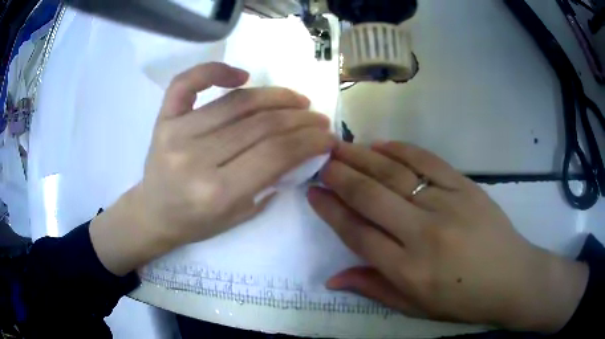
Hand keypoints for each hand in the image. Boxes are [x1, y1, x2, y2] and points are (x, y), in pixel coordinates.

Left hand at [91, 62, 335, 275]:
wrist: (153, 213)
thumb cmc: (196, 222)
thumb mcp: (240, 216)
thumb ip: (271, 181)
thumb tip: (300, 148)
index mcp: (217, 192)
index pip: (275, 154)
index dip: (309, 140)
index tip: (327, 136)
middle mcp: (196, 158)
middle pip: (261, 125)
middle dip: (300, 119)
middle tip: (318, 118)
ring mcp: (176, 133)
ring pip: (237, 102)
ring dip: (275, 96)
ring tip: (297, 100)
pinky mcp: (163, 119)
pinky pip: (188, 82)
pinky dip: (215, 70)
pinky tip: (242, 75)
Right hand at [308, 141, 587, 332]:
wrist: (512, 278)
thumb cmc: (463, 300)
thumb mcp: (415, 307)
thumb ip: (373, 289)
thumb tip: (332, 278)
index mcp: (408, 270)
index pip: (357, 233)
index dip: (330, 210)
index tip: (313, 192)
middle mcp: (423, 233)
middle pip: (371, 196)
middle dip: (339, 176)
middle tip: (320, 160)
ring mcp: (447, 204)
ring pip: (395, 173)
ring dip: (362, 157)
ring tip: (340, 147)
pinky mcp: (466, 187)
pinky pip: (428, 161)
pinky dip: (401, 149)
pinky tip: (381, 144)